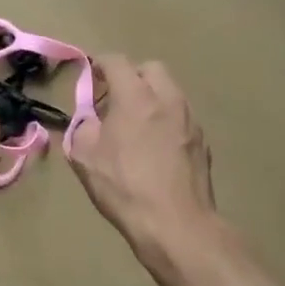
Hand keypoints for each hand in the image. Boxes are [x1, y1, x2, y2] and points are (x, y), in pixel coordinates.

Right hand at [68, 56, 217, 258]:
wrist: (176, 224)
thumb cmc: (125, 187)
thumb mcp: (85, 157)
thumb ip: (81, 126)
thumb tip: (88, 118)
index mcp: (135, 96)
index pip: (116, 61)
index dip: (99, 64)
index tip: (90, 77)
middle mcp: (167, 98)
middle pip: (149, 69)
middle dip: (131, 77)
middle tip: (115, 100)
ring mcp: (189, 118)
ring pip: (169, 91)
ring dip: (151, 97)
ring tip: (136, 125)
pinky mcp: (202, 140)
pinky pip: (180, 116)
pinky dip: (166, 119)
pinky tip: (156, 147)